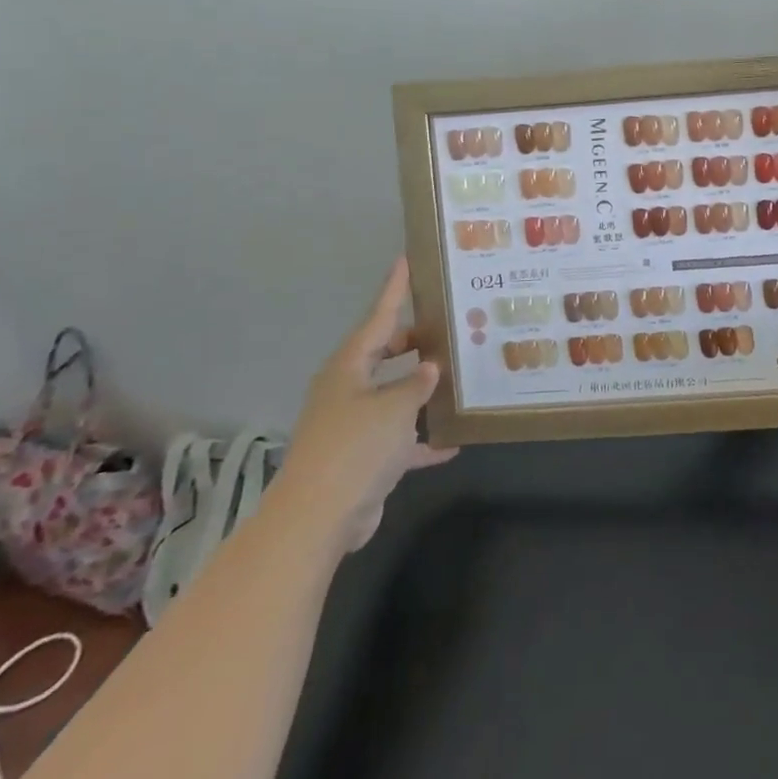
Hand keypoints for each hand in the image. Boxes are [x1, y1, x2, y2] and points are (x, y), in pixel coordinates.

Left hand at [276, 258, 456, 551]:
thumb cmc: (357, 446)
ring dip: (421, 391)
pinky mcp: (362, 459)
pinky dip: (421, 439)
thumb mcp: (396, 406)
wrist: (319, 517)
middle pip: (384, 355)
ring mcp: (353, 425)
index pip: (378, 318)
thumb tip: (430, 368)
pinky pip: (398, 439)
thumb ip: (418, 383)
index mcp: (349, 367)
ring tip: (458, 375)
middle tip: (448, 325)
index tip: (405, 261)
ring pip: (393, 396)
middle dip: (414, 342)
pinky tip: (453, 441)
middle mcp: (348, 390)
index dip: (394, 290)